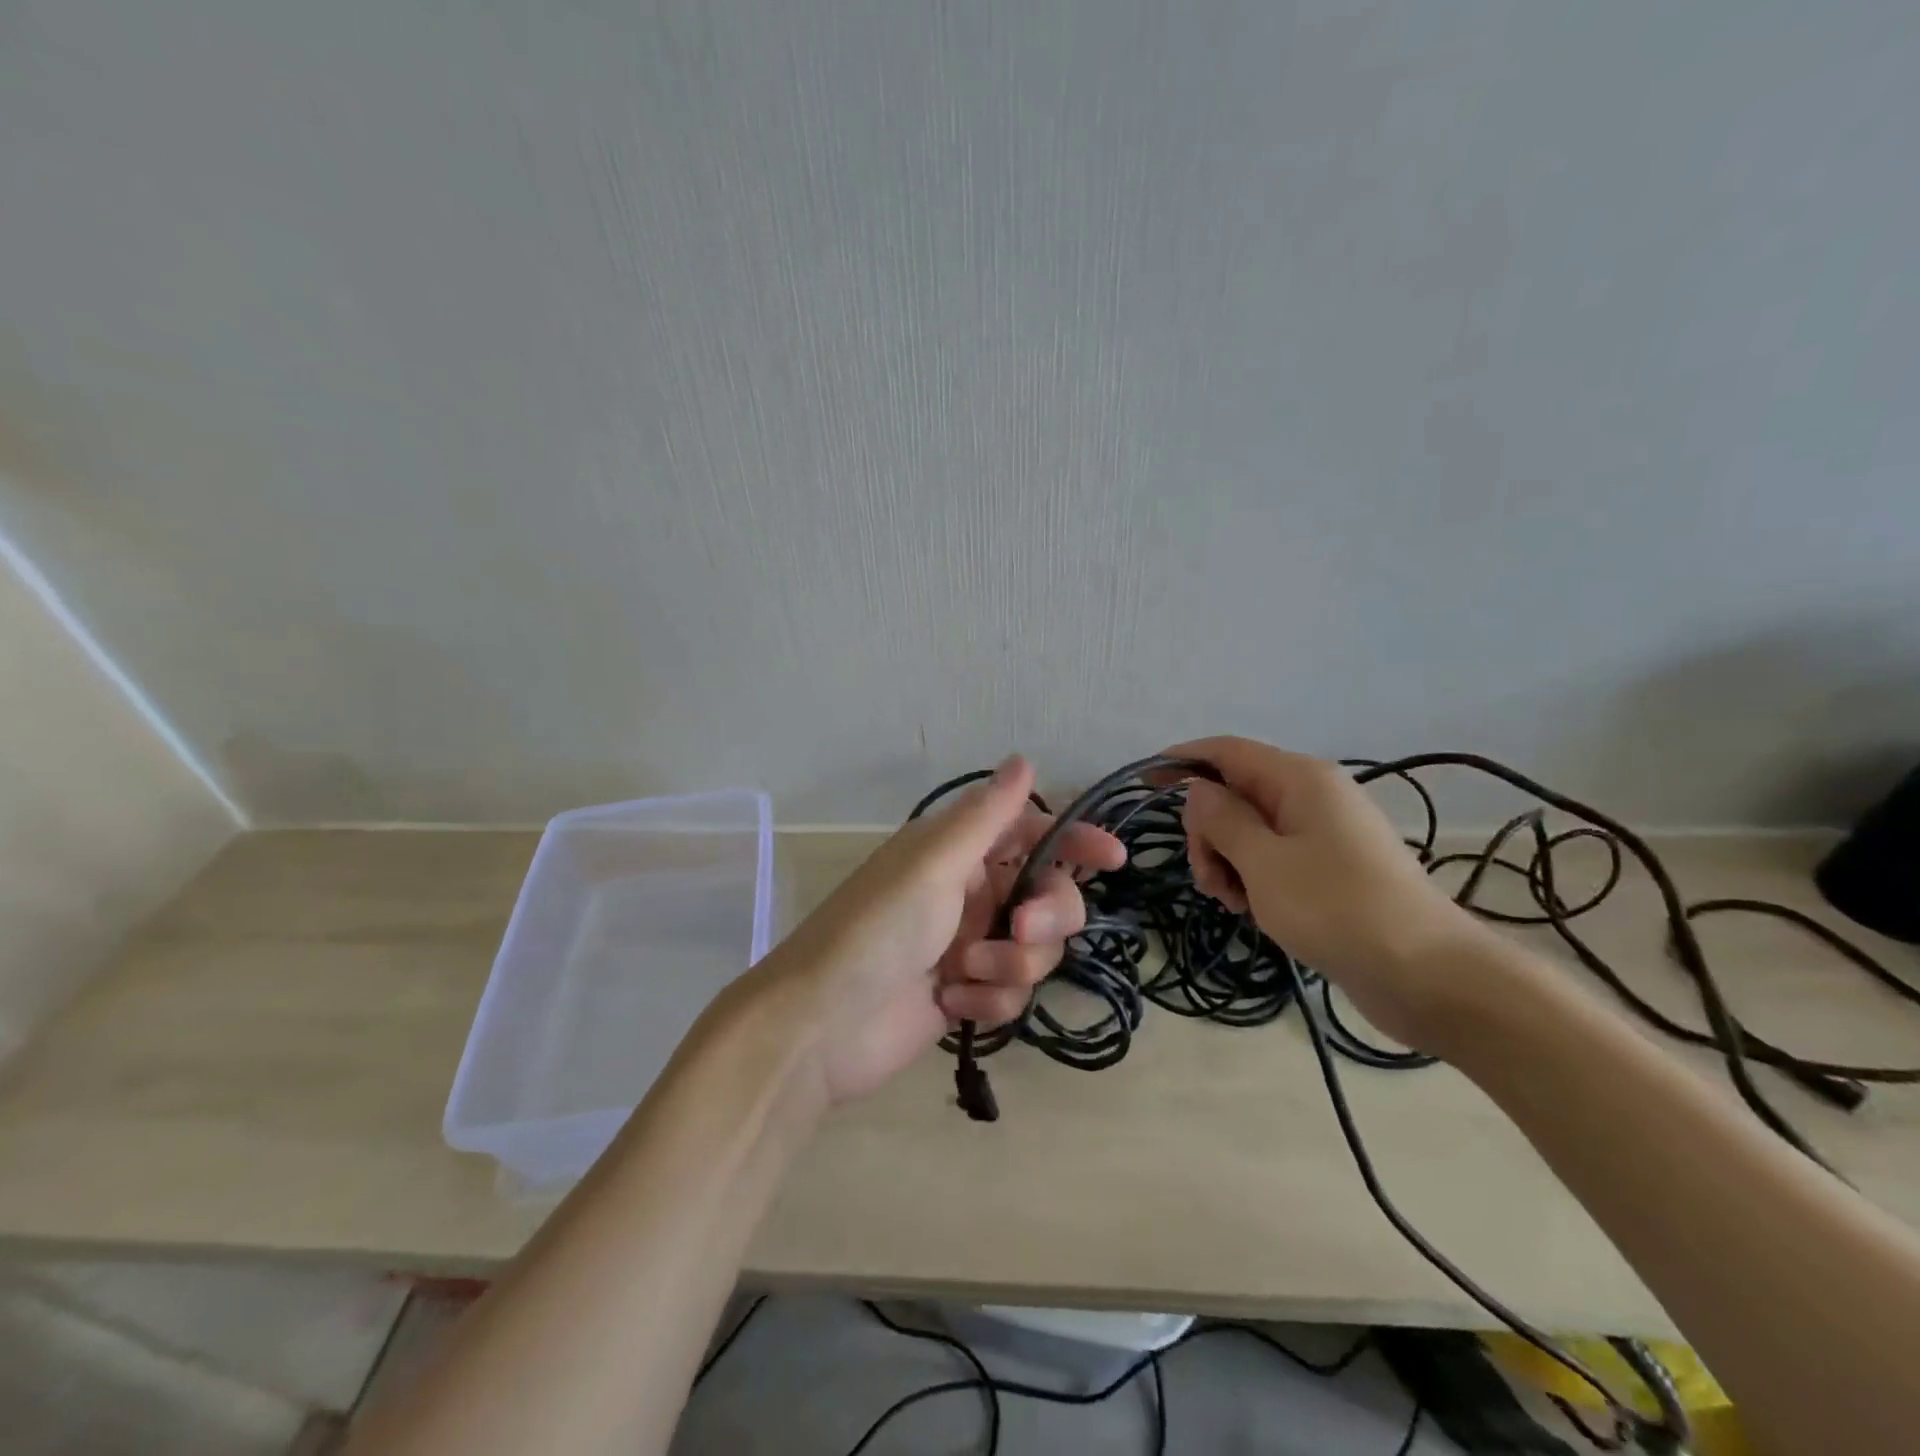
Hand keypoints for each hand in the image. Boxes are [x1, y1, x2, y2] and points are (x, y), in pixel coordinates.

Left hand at [759, 755, 1125, 1106]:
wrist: (820, 1026)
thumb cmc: (877, 930)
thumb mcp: (934, 863)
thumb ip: (987, 816)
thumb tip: (1023, 759)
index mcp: (958, 851)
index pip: (1031, 832)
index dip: (1074, 841)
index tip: (1112, 859)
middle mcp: (968, 892)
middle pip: (1047, 896)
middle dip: (1047, 916)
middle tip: (1020, 931)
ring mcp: (968, 946)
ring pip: (1034, 950)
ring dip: (1010, 965)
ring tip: (963, 975)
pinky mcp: (966, 994)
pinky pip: (1010, 993)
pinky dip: (988, 1000)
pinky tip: (951, 1005)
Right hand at [1167, 737, 1490, 1048]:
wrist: (1428, 975)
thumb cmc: (1337, 908)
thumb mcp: (1263, 862)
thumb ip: (1221, 819)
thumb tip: (1198, 791)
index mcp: (1298, 779)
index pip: (1226, 751)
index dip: (1181, 760)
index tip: (1143, 785)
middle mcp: (1311, 796)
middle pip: (1234, 794)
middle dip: (1207, 831)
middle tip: (1206, 878)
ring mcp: (1323, 833)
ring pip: (1249, 830)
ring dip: (1226, 860)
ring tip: (1232, 902)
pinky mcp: (1329, 868)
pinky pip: (1272, 857)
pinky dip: (1251, 876)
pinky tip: (1252, 909)